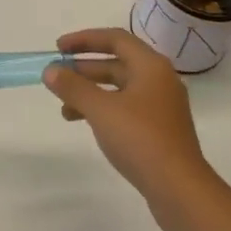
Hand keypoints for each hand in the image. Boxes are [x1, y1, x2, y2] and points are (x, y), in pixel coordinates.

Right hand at [44, 28, 218, 227]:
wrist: (180, 191)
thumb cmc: (140, 139)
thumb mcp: (101, 110)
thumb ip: (73, 87)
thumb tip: (50, 70)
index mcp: (151, 66)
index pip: (115, 39)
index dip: (84, 40)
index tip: (58, 48)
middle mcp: (159, 80)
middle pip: (117, 63)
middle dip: (85, 69)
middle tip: (57, 76)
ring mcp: (161, 107)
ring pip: (120, 89)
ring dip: (91, 93)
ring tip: (64, 107)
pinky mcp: (160, 131)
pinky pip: (126, 109)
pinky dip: (104, 110)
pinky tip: (86, 124)